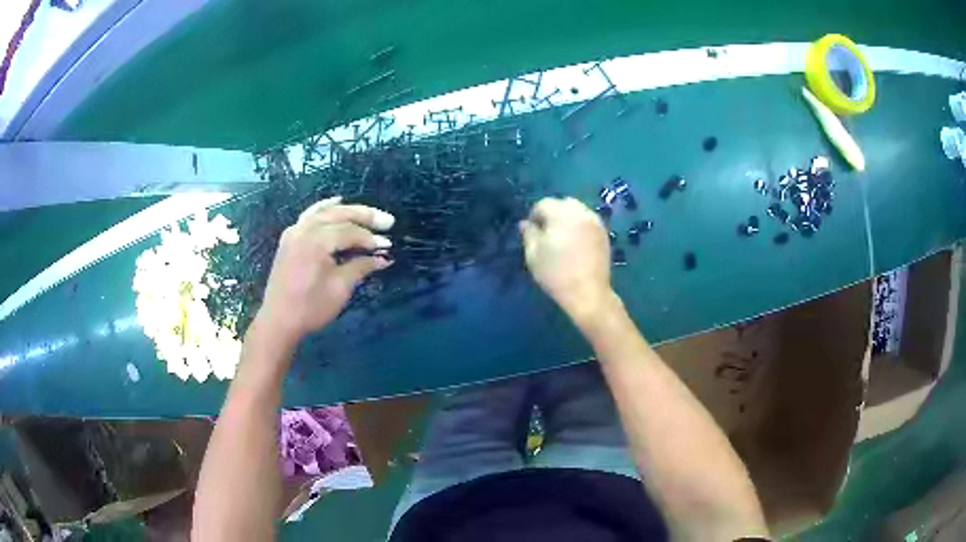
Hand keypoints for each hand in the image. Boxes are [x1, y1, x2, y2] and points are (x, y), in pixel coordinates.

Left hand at [257, 196, 394, 342]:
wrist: (279, 320)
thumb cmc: (310, 308)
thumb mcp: (340, 288)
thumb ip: (361, 267)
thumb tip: (383, 258)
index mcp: (316, 242)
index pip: (349, 232)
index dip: (370, 239)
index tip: (388, 247)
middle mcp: (304, 230)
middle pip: (339, 214)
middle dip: (364, 216)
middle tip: (388, 221)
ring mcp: (295, 231)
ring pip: (325, 212)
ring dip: (348, 211)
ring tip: (368, 213)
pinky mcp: (290, 238)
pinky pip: (310, 215)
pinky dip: (325, 207)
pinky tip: (336, 202)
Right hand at [519, 197, 615, 324]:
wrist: (588, 293)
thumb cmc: (556, 274)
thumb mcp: (533, 255)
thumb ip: (529, 234)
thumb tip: (525, 223)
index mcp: (561, 214)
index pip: (542, 204)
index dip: (534, 216)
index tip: (532, 233)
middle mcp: (580, 212)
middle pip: (562, 204)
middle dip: (552, 214)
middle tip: (547, 234)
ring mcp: (595, 222)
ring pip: (577, 211)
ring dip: (567, 218)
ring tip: (562, 238)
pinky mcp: (604, 233)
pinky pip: (587, 221)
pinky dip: (579, 226)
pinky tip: (576, 244)